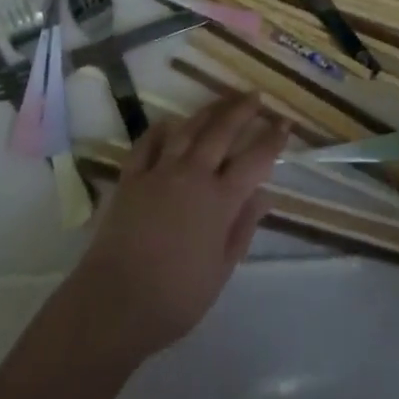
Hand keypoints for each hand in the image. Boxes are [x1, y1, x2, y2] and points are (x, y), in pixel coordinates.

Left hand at [59, 93, 286, 363]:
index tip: (285, 123)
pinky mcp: (131, 177)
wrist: (114, 303)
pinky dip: (160, 129)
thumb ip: (243, 229)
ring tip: (222, 99)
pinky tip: (169, 123)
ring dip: (209, 110)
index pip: (255, 160)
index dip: (272, 139)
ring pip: (188, 129)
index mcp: (220, 200)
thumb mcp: (220, 272)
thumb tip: (264, 195)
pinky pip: (148, 143)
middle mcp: (193, 175)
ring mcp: (160, 171)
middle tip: (255, 95)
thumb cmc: (174, 298)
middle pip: (222, 131)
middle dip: (242, 110)